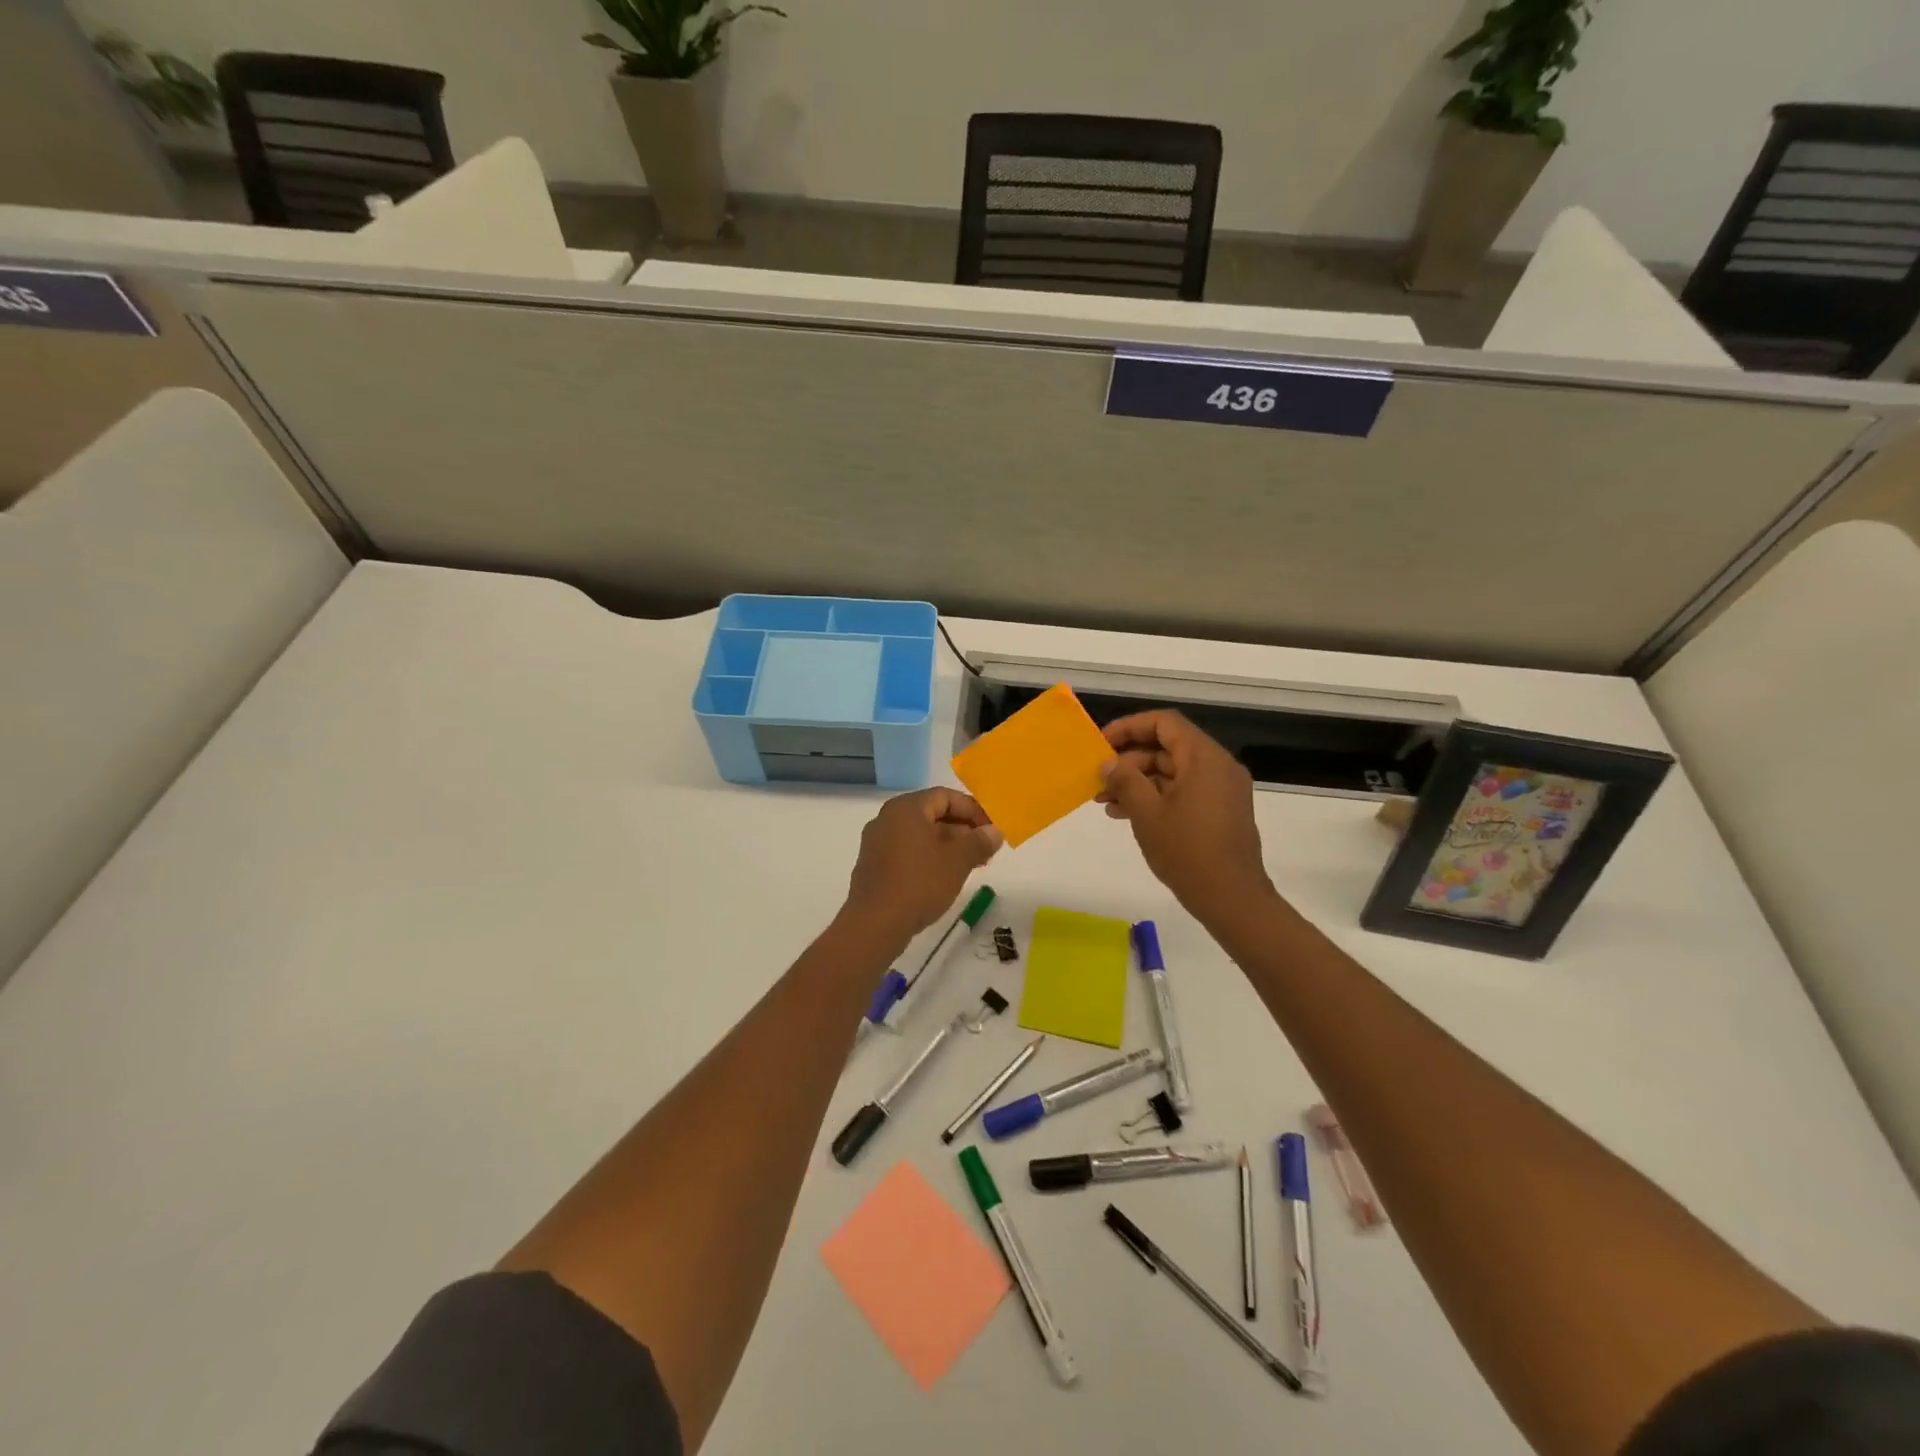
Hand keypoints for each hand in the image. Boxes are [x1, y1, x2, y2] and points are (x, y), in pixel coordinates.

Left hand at [843, 788, 1001, 944]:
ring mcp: (877, 842)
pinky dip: (929, 857)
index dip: (973, 810)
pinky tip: (945, 877)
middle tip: (986, 849)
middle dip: (962, 829)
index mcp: (906, 808)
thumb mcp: (957, 861)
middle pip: (932, 814)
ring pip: (920, 835)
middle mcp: (887, 818)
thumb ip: (979, 841)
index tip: (992, 830)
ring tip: (972, 865)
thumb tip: (994, 831)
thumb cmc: (919, 884)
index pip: (945, 796)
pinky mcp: (874, 865)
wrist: (874, 924)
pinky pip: (907, 851)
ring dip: (948, 845)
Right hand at [1099, 711, 1274, 922]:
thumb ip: (1125, 780)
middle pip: (1167, 747)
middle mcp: (1217, 766)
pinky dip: (1156, 796)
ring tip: (1105, 802)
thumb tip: (1108, 762)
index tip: (1102, 744)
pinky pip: (1183, 791)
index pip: (1164, 723)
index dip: (1129, 727)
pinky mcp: (1219, 811)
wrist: (1232, 899)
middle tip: (1098, 780)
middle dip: (1129, 761)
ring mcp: (1221, 790)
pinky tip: (1126, 814)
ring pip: (1172, 771)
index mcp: (1204, 758)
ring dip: (1138, 782)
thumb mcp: (1147, 813)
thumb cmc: (1187, 851)